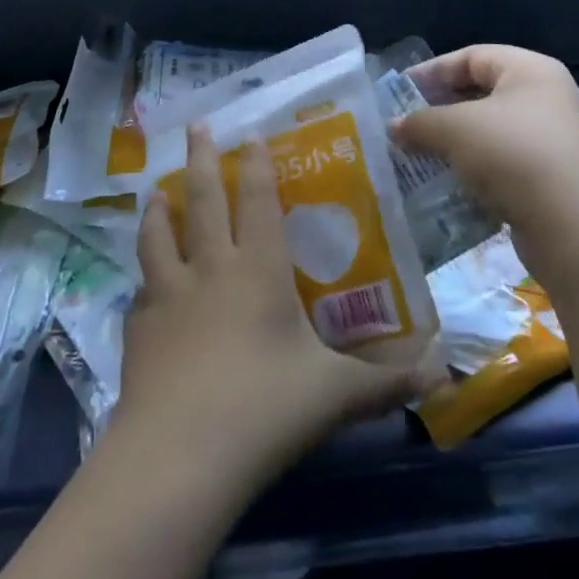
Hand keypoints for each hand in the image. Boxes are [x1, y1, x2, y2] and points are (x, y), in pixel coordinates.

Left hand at [113, 126, 434, 486]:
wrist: (180, 454)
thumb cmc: (264, 408)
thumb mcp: (335, 396)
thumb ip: (385, 383)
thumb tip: (441, 375)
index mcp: (258, 270)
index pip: (259, 202)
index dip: (258, 165)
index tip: (251, 132)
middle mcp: (210, 269)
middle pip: (204, 200)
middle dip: (201, 158)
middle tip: (195, 124)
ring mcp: (168, 296)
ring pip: (158, 236)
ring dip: (158, 209)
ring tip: (155, 190)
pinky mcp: (138, 330)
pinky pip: (141, 295)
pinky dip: (143, 284)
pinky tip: (142, 291)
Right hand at [391, 45, 578, 285]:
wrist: (575, 228)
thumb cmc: (513, 155)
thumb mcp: (455, 129)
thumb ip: (419, 122)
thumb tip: (394, 128)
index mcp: (530, 71)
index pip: (472, 56)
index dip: (432, 70)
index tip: (398, 92)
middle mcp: (544, 99)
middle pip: (480, 94)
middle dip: (439, 110)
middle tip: (404, 125)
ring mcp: (550, 142)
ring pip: (488, 133)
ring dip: (452, 144)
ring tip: (416, 157)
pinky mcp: (548, 180)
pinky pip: (499, 166)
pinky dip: (471, 172)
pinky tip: (444, 186)